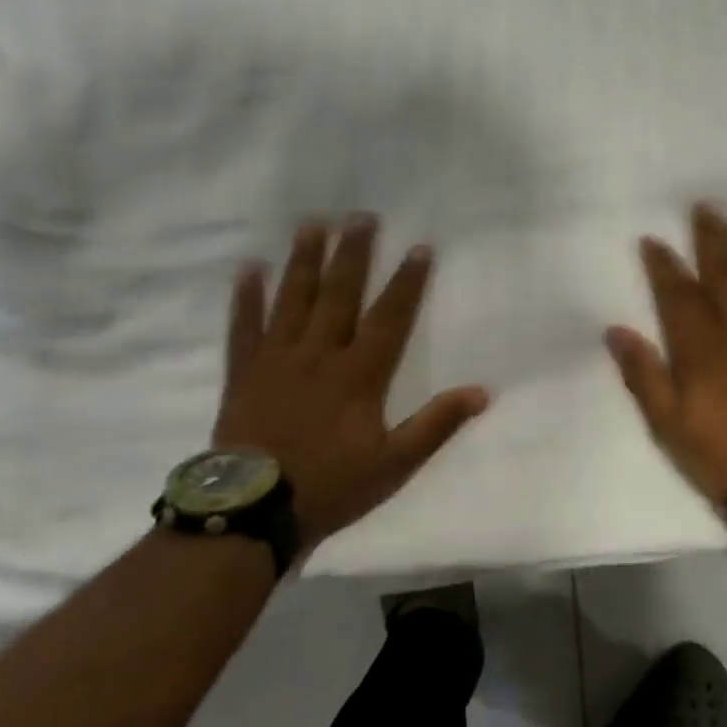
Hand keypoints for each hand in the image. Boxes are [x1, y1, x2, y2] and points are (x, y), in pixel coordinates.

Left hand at [213, 215, 488, 550]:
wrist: (253, 511)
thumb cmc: (330, 485)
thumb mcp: (395, 463)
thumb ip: (436, 424)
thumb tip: (482, 392)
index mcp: (359, 375)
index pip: (390, 317)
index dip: (407, 282)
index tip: (419, 247)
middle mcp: (319, 355)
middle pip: (339, 295)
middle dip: (353, 253)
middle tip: (361, 215)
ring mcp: (277, 360)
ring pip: (293, 299)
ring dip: (305, 260)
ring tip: (313, 223)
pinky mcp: (244, 373)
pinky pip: (244, 327)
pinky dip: (246, 297)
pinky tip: (249, 267)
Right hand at [606, 204, 726, 505]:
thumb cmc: (718, 454)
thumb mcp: (665, 423)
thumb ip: (642, 374)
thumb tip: (616, 330)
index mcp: (702, 348)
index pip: (678, 294)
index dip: (664, 265)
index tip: (653, 238)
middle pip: (726, 274)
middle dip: (713, 239)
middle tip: (706, 206)